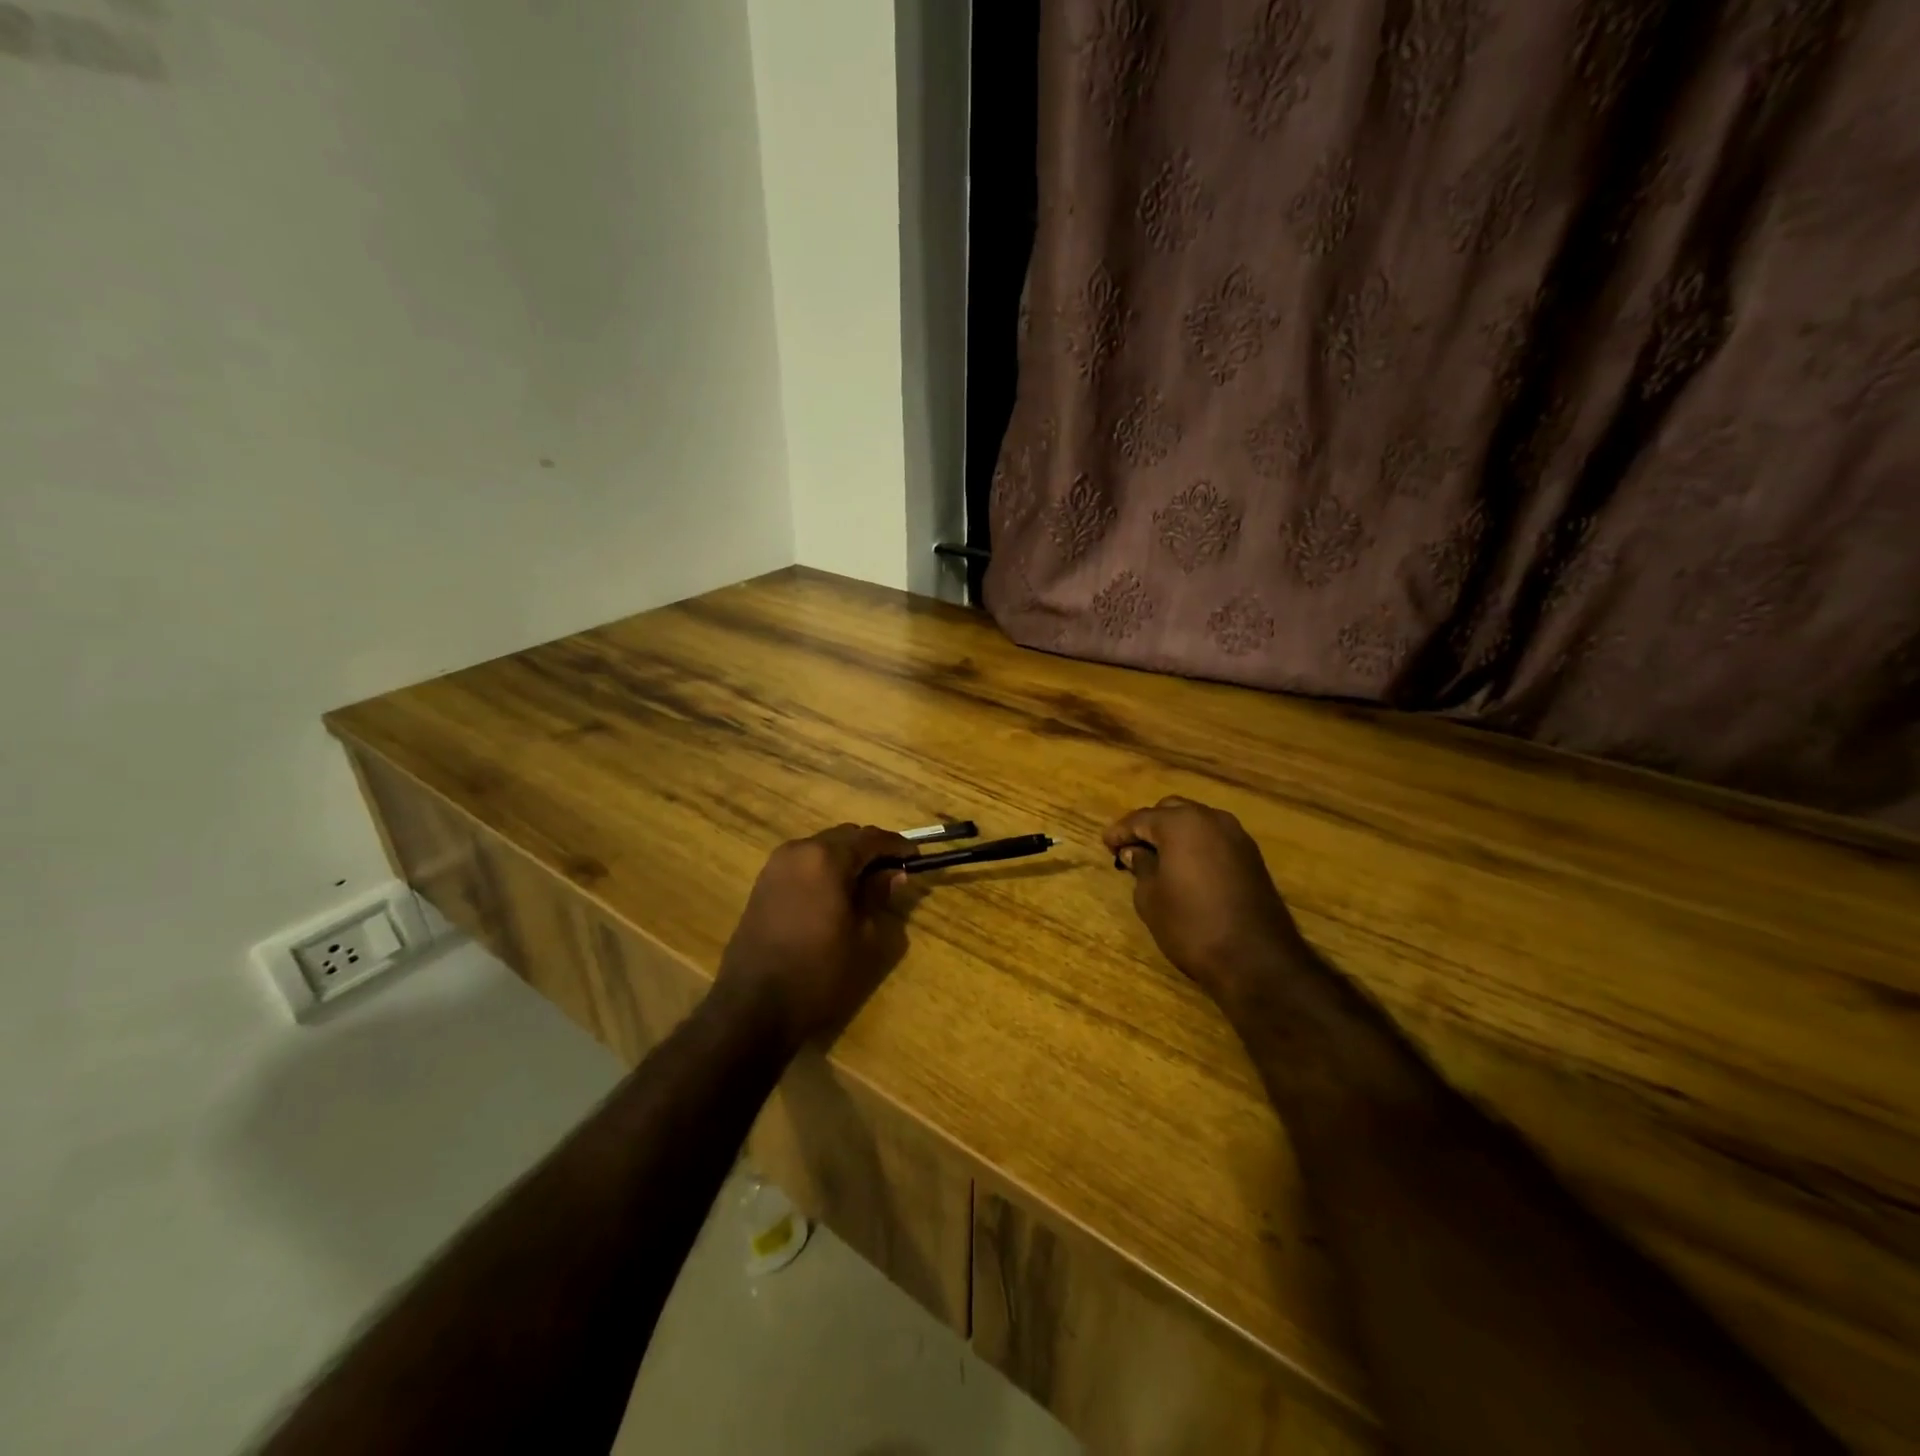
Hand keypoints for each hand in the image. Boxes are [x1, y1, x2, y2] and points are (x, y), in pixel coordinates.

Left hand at [712, 824, 916, 1049]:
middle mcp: (798, 851)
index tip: (915, 856)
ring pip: (821, 848)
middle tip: (892, 871)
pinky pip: (803, 864)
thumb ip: (878, 895)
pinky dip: (823, 869)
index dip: (896, 844)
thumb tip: (892, 873)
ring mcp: (776, 866)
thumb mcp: (864, 937)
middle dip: (870, 849)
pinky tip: (835, 895)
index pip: (870, 838)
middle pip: (844, 836)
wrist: (753, 1006)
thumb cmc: (819, 972)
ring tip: (865, 885)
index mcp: (826, 858)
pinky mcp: (763, 884)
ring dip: (845, 858)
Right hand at [1103, 796, 1307, 1005]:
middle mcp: (1211, 819)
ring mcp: (1236, 836)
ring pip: (1196, 822)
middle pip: (1171, 810)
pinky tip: (1185, 867)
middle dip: (1149, 825)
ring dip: (1175, 833)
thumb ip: (1141, 866)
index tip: (1106, 843)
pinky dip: (1196, 845)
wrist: (1256, 959)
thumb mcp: (1151, 898)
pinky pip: (1215, 839)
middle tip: (1130, 848)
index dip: (1120, 831)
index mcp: (1181, 824)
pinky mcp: (1252, 856)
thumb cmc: (1191, 925)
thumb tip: (1135, 852)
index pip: (1141, 818)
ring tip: (1157, 857)